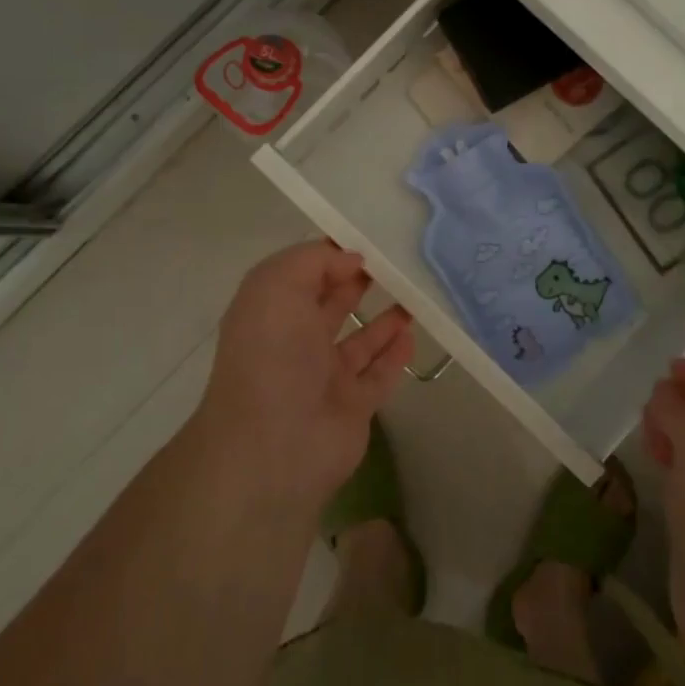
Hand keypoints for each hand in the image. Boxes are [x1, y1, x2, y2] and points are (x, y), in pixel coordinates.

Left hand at [193, 241, 414, 514]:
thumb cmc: (272, 356)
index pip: (302, 275)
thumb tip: (351, 260)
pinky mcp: (353, 407)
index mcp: (271, 314)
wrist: (274, 446)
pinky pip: (379, 375)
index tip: (368, 239)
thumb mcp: (278, 287)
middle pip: (331, 306)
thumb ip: (314, 261)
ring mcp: (325, 378)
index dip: (331, 255)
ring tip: (413, 295)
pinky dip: (395, 355)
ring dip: (383, 320)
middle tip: (395, 262)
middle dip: (357, 283)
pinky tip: (412, 334)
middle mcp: (295, 344)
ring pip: (359, 342)